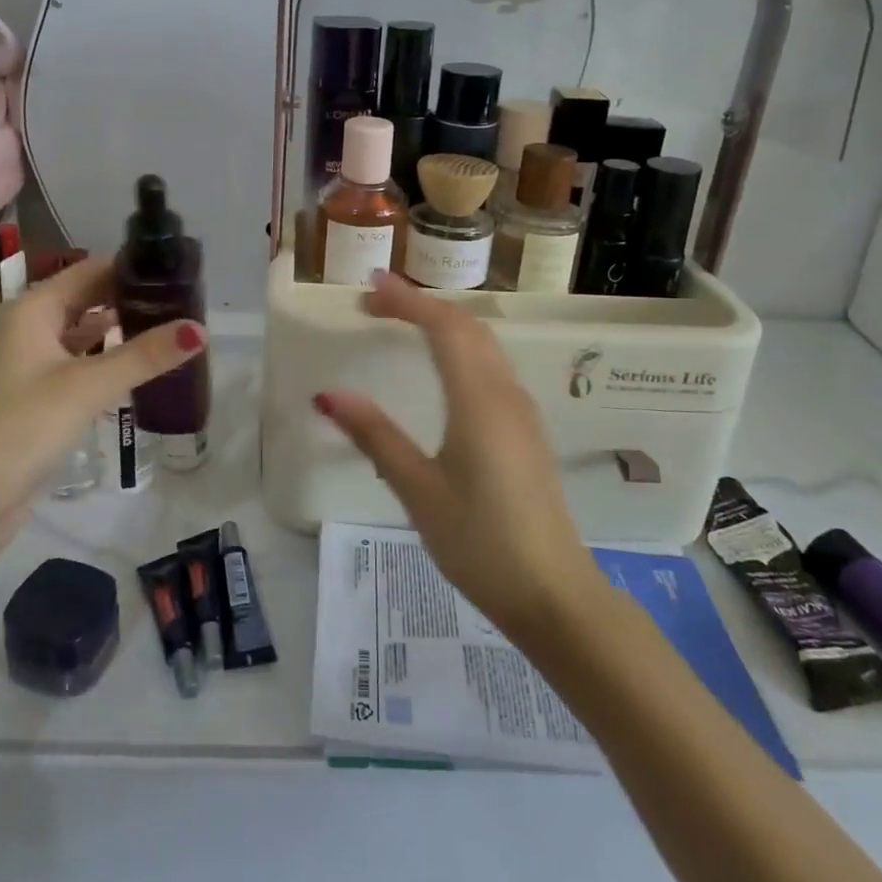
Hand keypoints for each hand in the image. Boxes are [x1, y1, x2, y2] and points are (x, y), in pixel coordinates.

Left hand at [0, 255, 204, 518]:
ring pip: (83, 331)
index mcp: (33, 309)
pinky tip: (138, 365)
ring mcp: (30, 361)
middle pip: (87, 298)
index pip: (90, 270)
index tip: (176, 268)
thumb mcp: (89, 386)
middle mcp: (29, 327)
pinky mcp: (37, 393)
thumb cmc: (25, 427)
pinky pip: (79, 361)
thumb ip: (145, 355)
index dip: (131, 266)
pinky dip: (106, 357)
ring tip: (169, 325)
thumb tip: (200, 329)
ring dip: (120, 328)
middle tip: (183, 298)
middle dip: (130, 297)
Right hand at [313, 274, 596, 637]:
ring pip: (485, 345)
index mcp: (478, 400)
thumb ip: (375, 436)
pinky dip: (461, 347)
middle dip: (423, 304)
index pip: (443, 326)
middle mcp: (505, 393)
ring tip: (404, 322)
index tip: (370, 287)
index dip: (407, 299)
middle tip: (377, 301)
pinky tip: (442, 367)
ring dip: (445, 323)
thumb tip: (327, 395)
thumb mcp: (418, 490)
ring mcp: (522, 411)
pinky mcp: (527, 431)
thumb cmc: (480, 542)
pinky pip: (492, 367)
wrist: (554, 595)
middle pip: (468, 327)